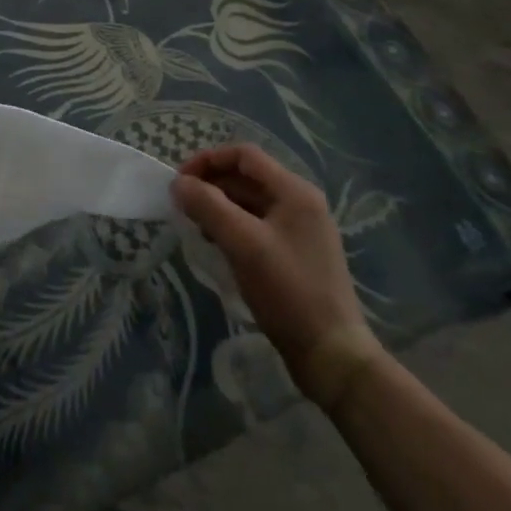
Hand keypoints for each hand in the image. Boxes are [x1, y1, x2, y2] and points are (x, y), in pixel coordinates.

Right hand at [171, 144, 384, 408]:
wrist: (332, 355)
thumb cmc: (288, 290)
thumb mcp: (242, 243)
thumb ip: (207, 205)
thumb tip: (178, 183)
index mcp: (295, 192)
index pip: (244, 155)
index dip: (208, 160)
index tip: (180, 180)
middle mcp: (300, 203)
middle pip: (246, 177)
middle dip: (211, 185)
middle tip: (183, 205)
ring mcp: (300, 230)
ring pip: (249, 202)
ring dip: (219, 206)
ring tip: (196, 225)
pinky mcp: (295, 254)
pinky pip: (256, 226)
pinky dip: (232, 226)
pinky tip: (217, 244)